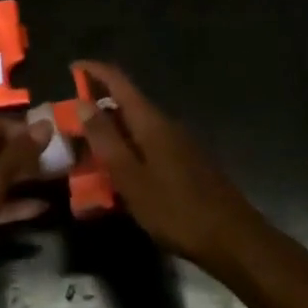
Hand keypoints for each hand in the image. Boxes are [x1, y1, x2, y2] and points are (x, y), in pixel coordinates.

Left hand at [0, 118, 49, 276]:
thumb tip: (46, 125)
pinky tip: (40, 208)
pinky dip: (12, 202)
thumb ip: (18, 154)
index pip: (1, 125)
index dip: (29, 132)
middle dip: (29, 157)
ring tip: (58, 181)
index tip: (58, 139)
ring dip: (24, 179)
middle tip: (63, 162)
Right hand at [74, 60, 281, 278]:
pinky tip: (121, 175)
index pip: (118, 80)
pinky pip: (148, 144)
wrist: (235, 241)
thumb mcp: (131, 178)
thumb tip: (82, 103)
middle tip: (72, 124)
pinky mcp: (187, 162)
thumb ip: (105, 139)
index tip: (72, 67)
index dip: (94, 69)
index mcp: (150, 121)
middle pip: (126, 103)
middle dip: (98, 107)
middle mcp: (165, 123)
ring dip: (112, 132)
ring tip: (90, 153)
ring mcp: (179, 143)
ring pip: (137, 126)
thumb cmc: (177, 210)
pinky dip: (128, 149)